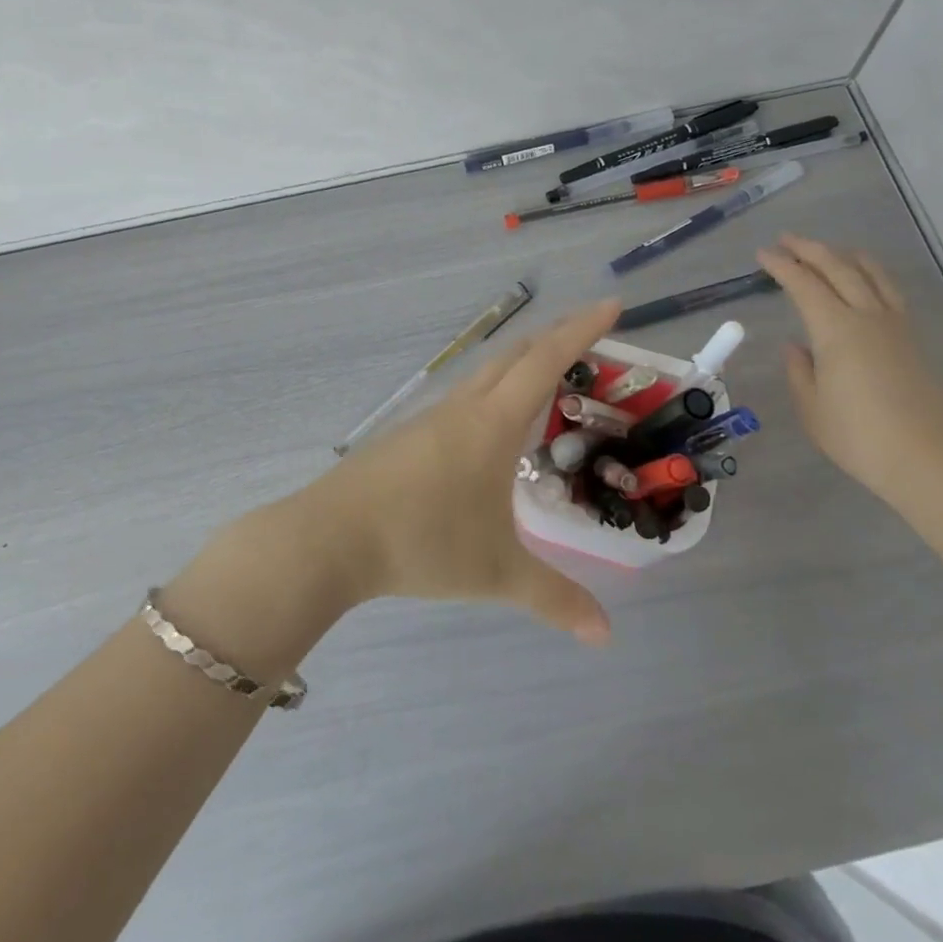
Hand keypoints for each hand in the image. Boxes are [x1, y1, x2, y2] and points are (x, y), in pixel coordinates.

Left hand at [303, 300, 620, 644]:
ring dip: (522, 363)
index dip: (582, 329)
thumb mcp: (495, 574)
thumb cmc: (422, 543)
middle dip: (556, 337)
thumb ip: (554, 599)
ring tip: (550, 379)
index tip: (612, 305)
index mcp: (492, 423)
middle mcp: (464, 407)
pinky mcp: (410, 434)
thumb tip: (605, 636)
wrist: (330, 537)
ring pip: (486, 372)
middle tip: (591, 337)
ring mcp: (432, 418)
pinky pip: (465, 395)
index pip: (546, 360)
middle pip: (516, 354)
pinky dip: (495, 390)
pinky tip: (494, 425)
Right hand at [757, 234, 942, 501]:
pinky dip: (869, 273)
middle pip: (838, 268)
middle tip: (786, 240)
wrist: (928, 457)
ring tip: (827, 250)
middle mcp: (866, 316)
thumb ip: (800, 371)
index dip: (781, 266)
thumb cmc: (858, 436)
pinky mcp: (911, 339)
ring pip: (869, 273)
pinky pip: (888, 290)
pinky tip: (864, 280)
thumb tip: (797, 346)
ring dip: (844, 256)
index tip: (762, 254)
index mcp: (835, 329)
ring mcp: (894, 325)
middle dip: (809, 250)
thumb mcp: (812, 408)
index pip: (803, 284)